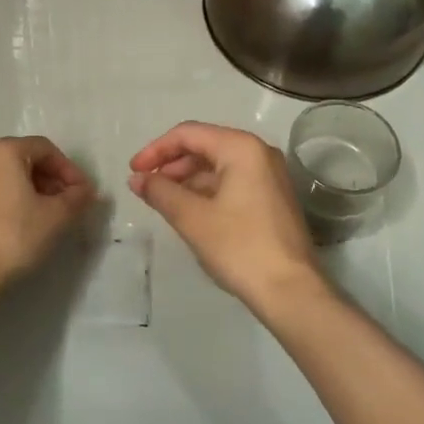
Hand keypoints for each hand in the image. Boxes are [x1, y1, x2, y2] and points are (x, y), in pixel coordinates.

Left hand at [0, 136, 94, 297]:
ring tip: (38, 218)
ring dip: (23, 192)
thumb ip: (77, 198)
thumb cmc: (13, 238)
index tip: (82, 194)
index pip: (45, 149)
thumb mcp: (57, 217)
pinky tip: (8, 230)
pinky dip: (0, 205)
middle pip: (21, 160)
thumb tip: (85, 191)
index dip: (69, 170)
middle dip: (47, 180)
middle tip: (63, 205)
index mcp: (2, 152)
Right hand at [128, 122, 321, 309]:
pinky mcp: (272, 197)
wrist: (291, 290)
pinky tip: (189, 211)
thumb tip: (137, 179)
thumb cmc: (239, 247)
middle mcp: (258, 152)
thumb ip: (161, 192)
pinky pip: (232, 181)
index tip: (133, 171)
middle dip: (171, 164)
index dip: (156, 150)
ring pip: (218, 165)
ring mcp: (269, 175)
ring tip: (162, 201)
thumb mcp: (192, 218)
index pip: (188, 134)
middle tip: (145, 188)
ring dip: (187, 179)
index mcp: (241, 147)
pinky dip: (206, 191)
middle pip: (204, 146)